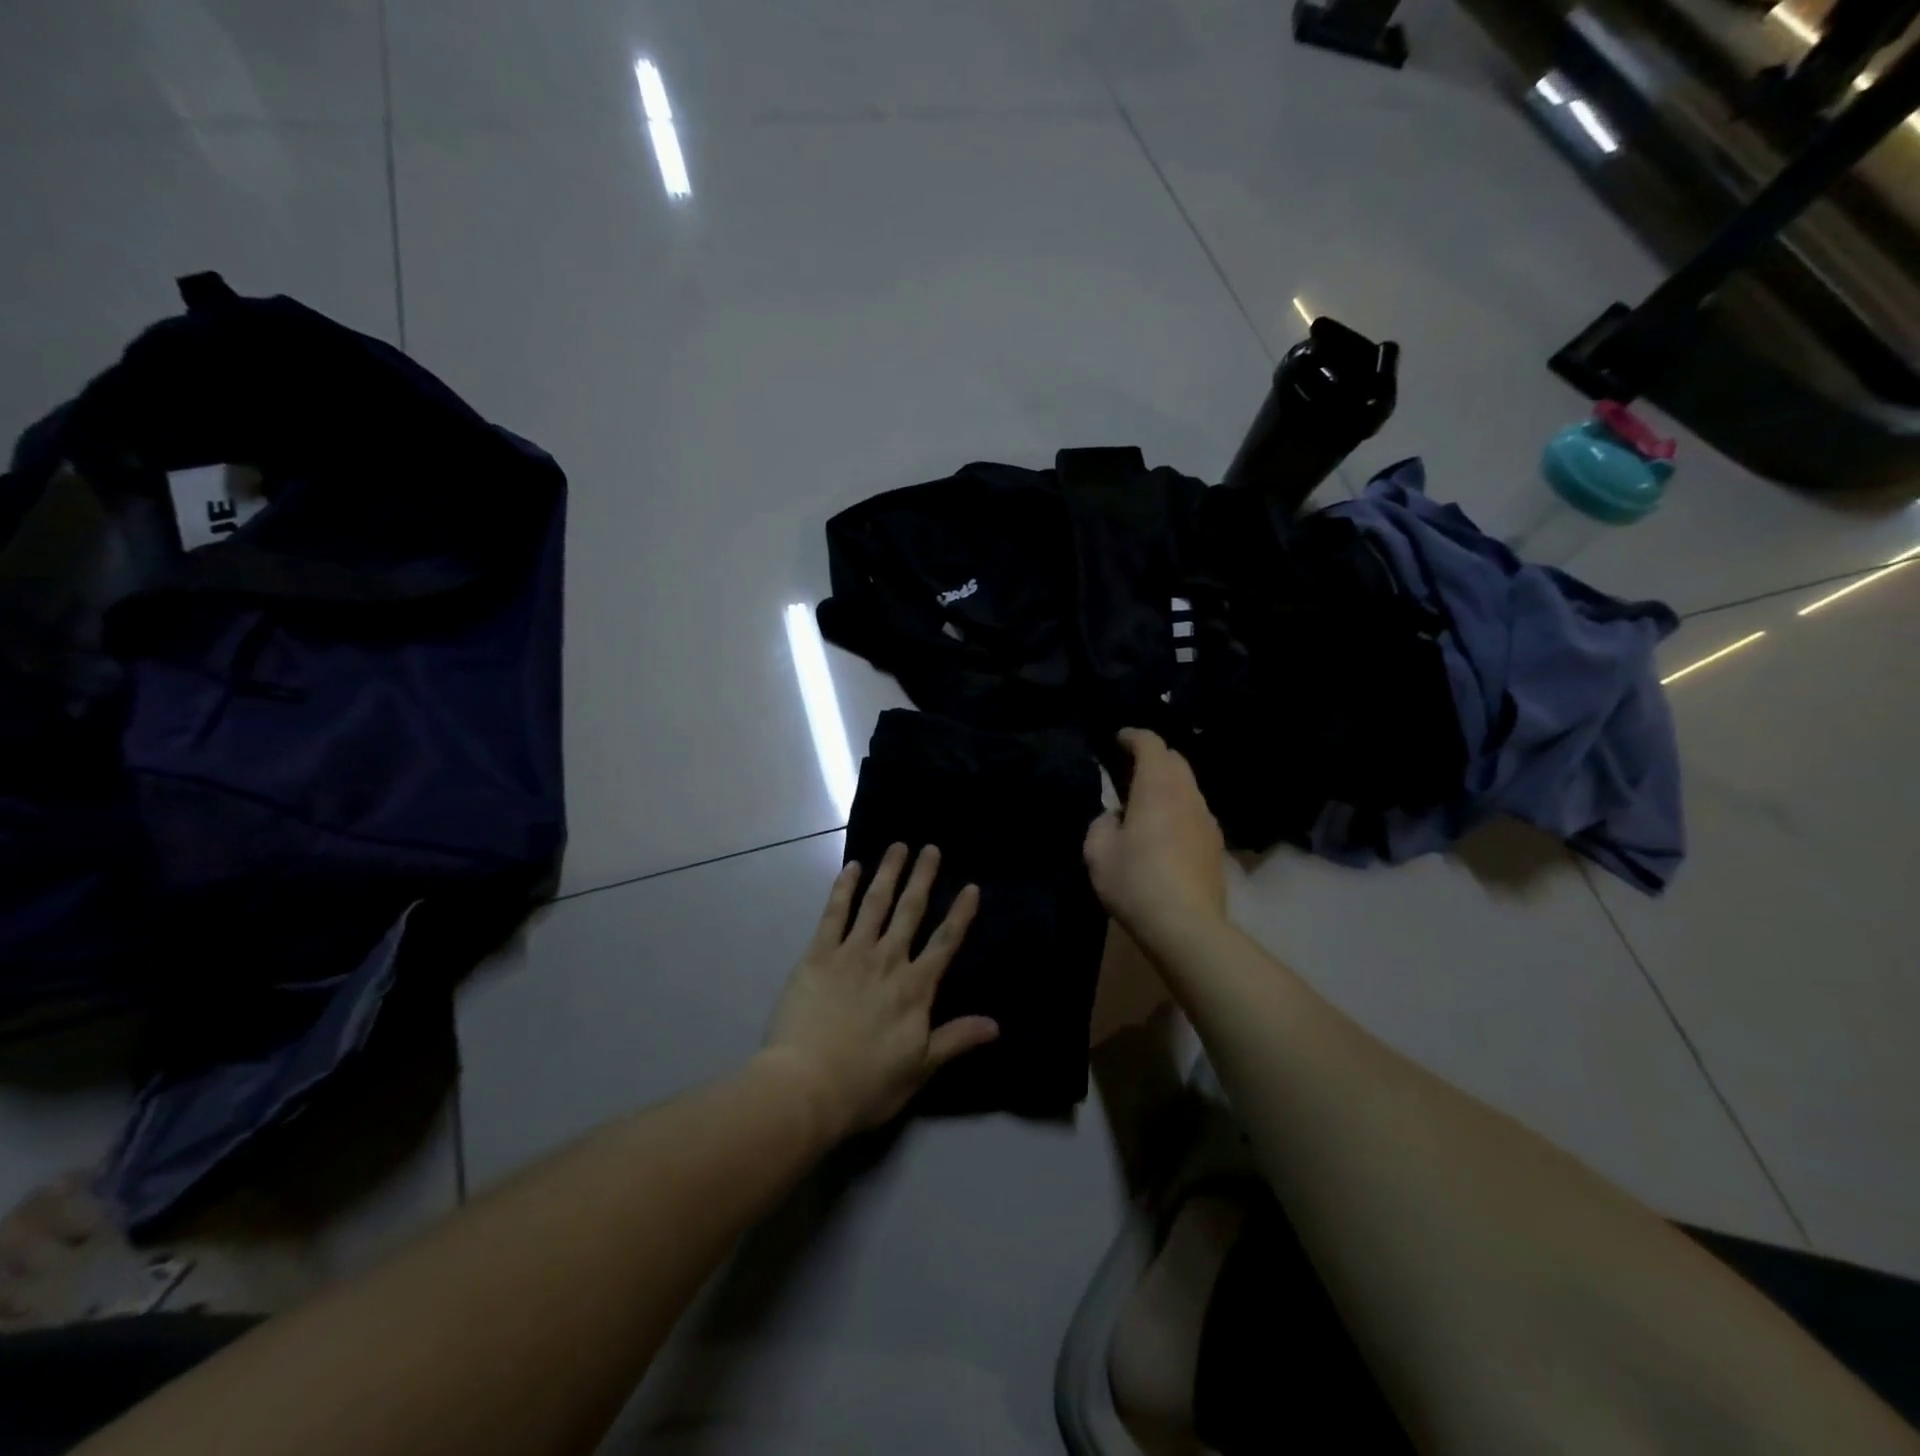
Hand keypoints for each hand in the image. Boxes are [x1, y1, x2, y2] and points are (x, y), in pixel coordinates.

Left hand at [762, 844, 997, 1142]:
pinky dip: (844, 889)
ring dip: (888, 873)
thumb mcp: (919, 1068)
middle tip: (931, 848)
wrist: (806, 1087)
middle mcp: (887, 961)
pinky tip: (852, 868)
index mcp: (915, 989)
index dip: (960, 914)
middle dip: (923, 878)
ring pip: (875, 904)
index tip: (970, 887)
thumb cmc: (866, 1084)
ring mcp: (851, 954)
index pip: (945, 943)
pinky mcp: (818, 955)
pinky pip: (834, 914)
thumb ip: (956, 1039)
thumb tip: (995, 1024)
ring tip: (898, 847)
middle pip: (910, 912)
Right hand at [1083, 728, 1226, 949]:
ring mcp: (1207, 819)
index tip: (1118, 739)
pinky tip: (1164, 831)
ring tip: (1145, 801)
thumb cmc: (1136, 882)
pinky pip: (1195, 811)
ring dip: (1167, 784)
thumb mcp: (1098, 851)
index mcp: (1157, 787)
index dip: (1133, 736)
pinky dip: (1178, 807)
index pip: (1151, 744)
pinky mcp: (1216, 844)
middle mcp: (1187, 794)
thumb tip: (1115, 817)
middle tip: (1129, 768)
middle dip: (1153, 756)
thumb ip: (1101, 823)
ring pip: (1188, 786)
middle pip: (1175, 760)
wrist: (1186, 926)